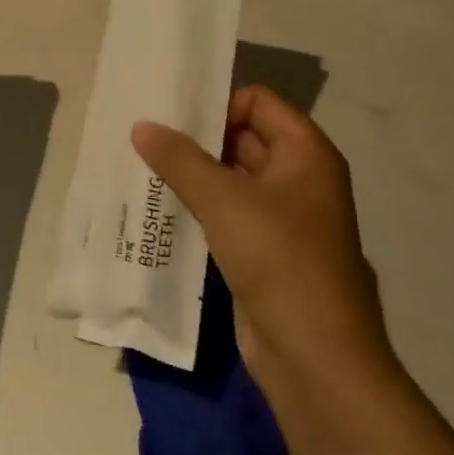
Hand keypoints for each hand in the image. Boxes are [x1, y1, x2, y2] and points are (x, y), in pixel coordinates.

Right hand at [132, 87, 393, 391]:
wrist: (312, 352)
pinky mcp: (263, 251)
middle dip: (195, 137)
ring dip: (190, 174)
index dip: (217, 102)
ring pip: (230, 179)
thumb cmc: (277, 258)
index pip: (258, 102)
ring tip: (141, 167)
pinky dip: (196, 207)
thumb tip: (142, 126)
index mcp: (305, 154)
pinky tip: (157, 207)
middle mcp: (297, 179)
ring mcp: (281, 218)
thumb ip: (179, 159)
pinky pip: (225, 214)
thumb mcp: (223, 200)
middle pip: (242, 138)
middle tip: (143, 136)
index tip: (170, 112)